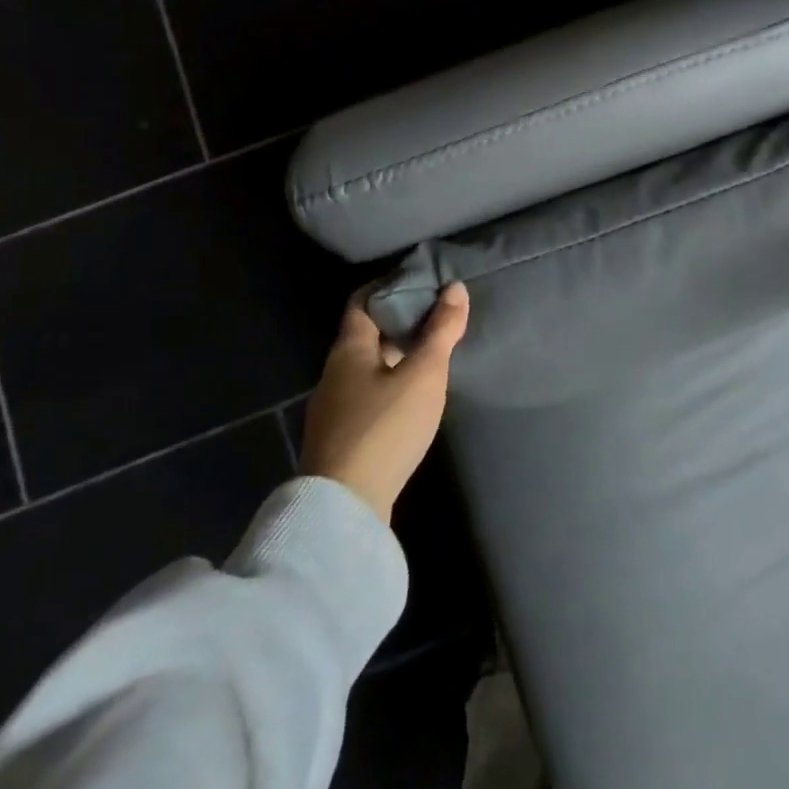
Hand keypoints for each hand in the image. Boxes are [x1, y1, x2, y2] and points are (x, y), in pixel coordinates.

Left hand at [300, 283, 468, 524]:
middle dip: (399, 322)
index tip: (420, 280)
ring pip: (367, 367)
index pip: (362, 301)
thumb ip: (440, 331)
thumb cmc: (384, 427)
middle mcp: (334, 373)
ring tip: (432, 352)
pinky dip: (390, 383)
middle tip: (437, 314)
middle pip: (366, 334)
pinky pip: (367, 395)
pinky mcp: (341, 439)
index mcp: (348, 349)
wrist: (344, 509)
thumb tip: (455, 287)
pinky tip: (413, 396)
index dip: (389, 286)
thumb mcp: (423, 374)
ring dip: (396, 355)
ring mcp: (333, 409)